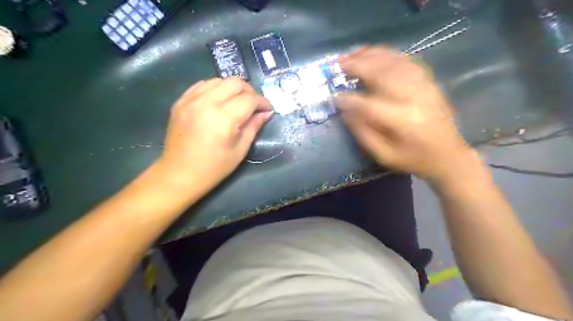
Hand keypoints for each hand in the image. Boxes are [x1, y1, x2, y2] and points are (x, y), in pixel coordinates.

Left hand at [156, 77, 271, 191]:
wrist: (179, 174)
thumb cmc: (214, 168)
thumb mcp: (240, 150)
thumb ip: (254, 127)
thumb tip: (266, 113)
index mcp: (223, 118)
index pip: (249, 99)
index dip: (262, 102)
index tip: (268, 109)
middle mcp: (206, 103)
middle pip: (235, 83)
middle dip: (250, 91)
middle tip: (255, 105)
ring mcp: (190, 100)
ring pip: (218, 80)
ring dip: (233, 88)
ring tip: (238, 102)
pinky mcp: (180, 101)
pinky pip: (202, 85)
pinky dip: (215, 88)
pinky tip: (220, 100)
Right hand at [337, 46, 474, 183]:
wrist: (449, 155)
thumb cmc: (413, 159)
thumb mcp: (384, 155)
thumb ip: (363, 133)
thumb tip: (346, 111)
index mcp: (403, 121)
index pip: (370, 104)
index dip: (350, 99)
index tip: (334, 96)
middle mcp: (414, 98)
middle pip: (383, 74)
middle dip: (358, 66)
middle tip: (339, 63)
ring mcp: (424, 86)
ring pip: (395, 62)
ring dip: (372, 55)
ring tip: (353, 53)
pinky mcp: (429, 82)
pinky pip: (408, 61)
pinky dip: (389, 54)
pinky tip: (376, 54)